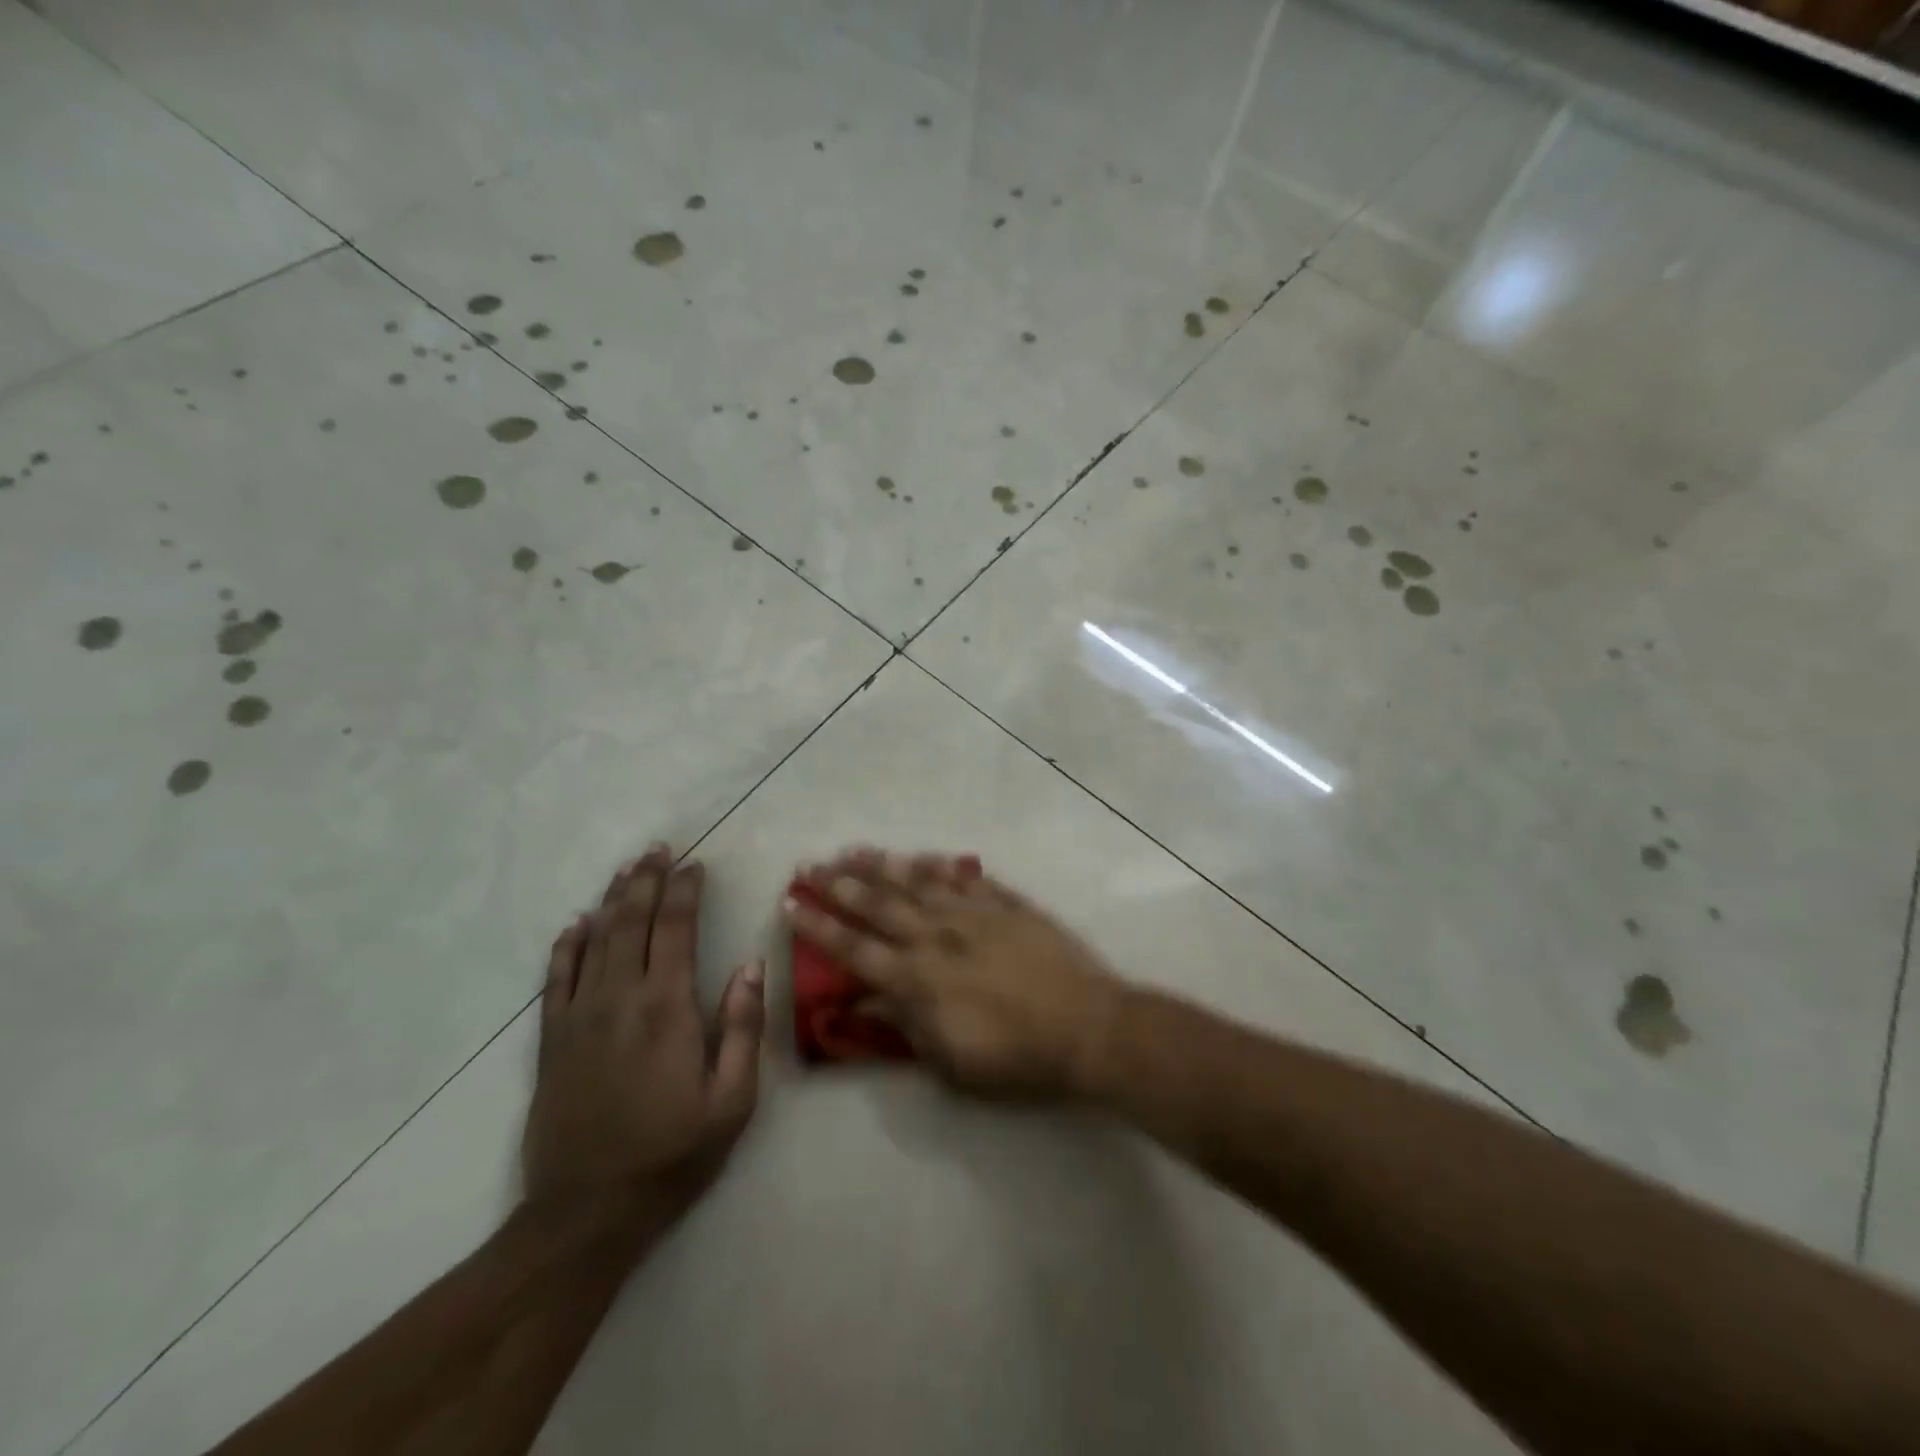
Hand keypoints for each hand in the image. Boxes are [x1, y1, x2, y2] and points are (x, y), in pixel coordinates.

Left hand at [523, 845, 764, 1230]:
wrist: (587, 1214)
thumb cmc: (672, 1155)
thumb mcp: (732, 1100)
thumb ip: (742, 1027)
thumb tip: (749, 965)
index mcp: (667, 1008)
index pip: (675, 929)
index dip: (685, 891)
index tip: (695, 865)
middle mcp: (619, 999)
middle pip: (630, 922)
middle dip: (646, 881)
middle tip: (658, 850)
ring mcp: (578, 1018)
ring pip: (593, 941)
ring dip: (611, 900)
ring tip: (626, 870)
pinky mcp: (552, 1042)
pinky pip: (555, 979)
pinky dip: (566, 946)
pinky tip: (575, 925)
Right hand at [781, 849, 1124, 1099]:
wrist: (1087, 1028)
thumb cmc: (1017, 1059)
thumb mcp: (950, 1063)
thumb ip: (904, 1027)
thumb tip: (864, 1001)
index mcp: (917, 980)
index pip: (853, 949)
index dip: (818, 927)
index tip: (790, 904)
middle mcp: (937, 937)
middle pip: (877, 904)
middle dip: (838, 884)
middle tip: (808, 865)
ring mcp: (973, 915)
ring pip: (917, 882)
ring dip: (881, 866)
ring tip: (852, 850)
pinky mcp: (1006, 905)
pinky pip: (965, 878)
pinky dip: (940, 866)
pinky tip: (922, 855)